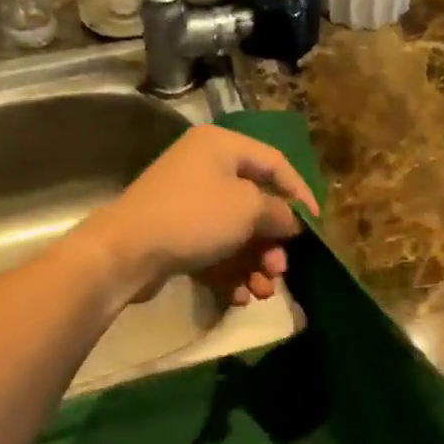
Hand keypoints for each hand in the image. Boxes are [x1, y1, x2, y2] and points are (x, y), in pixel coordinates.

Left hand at [81, 124, 320, 306]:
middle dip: (272, 244)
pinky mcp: (177, 237)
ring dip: (254, 265)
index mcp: (222, 147)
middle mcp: (205, 170)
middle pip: (255, 206)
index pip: (275, 164)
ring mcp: (189, 205)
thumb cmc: (194, 218)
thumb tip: (291, 222)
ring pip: (236, 236)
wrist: (128, 252)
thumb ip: (278, 213)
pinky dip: (230, 274)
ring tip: (262, 291)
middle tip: (280, 270)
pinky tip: (239, 296)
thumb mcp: (247, 210)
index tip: (316, 226)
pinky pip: (214, 253)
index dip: (300, 194)